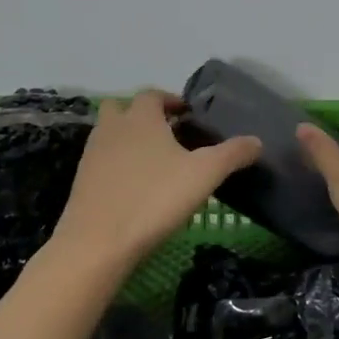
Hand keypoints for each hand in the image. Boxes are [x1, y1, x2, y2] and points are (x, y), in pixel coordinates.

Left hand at [51, 91, 261, 269]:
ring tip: (155, 163)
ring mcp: (92, 155)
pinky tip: (136, 188)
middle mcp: (112, 129)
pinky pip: (102, 162)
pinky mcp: (82, 182)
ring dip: (129, 139)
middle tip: (168, 134)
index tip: (188, 114)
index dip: (171, 100)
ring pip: (109, 135)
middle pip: (122, 108)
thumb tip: (257, 141)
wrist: (97, 244)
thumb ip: (232, 154)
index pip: (152, 94)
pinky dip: (117, 166)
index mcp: (141, 118)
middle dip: (143, 115)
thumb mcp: (204, 175)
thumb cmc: (154, 199)